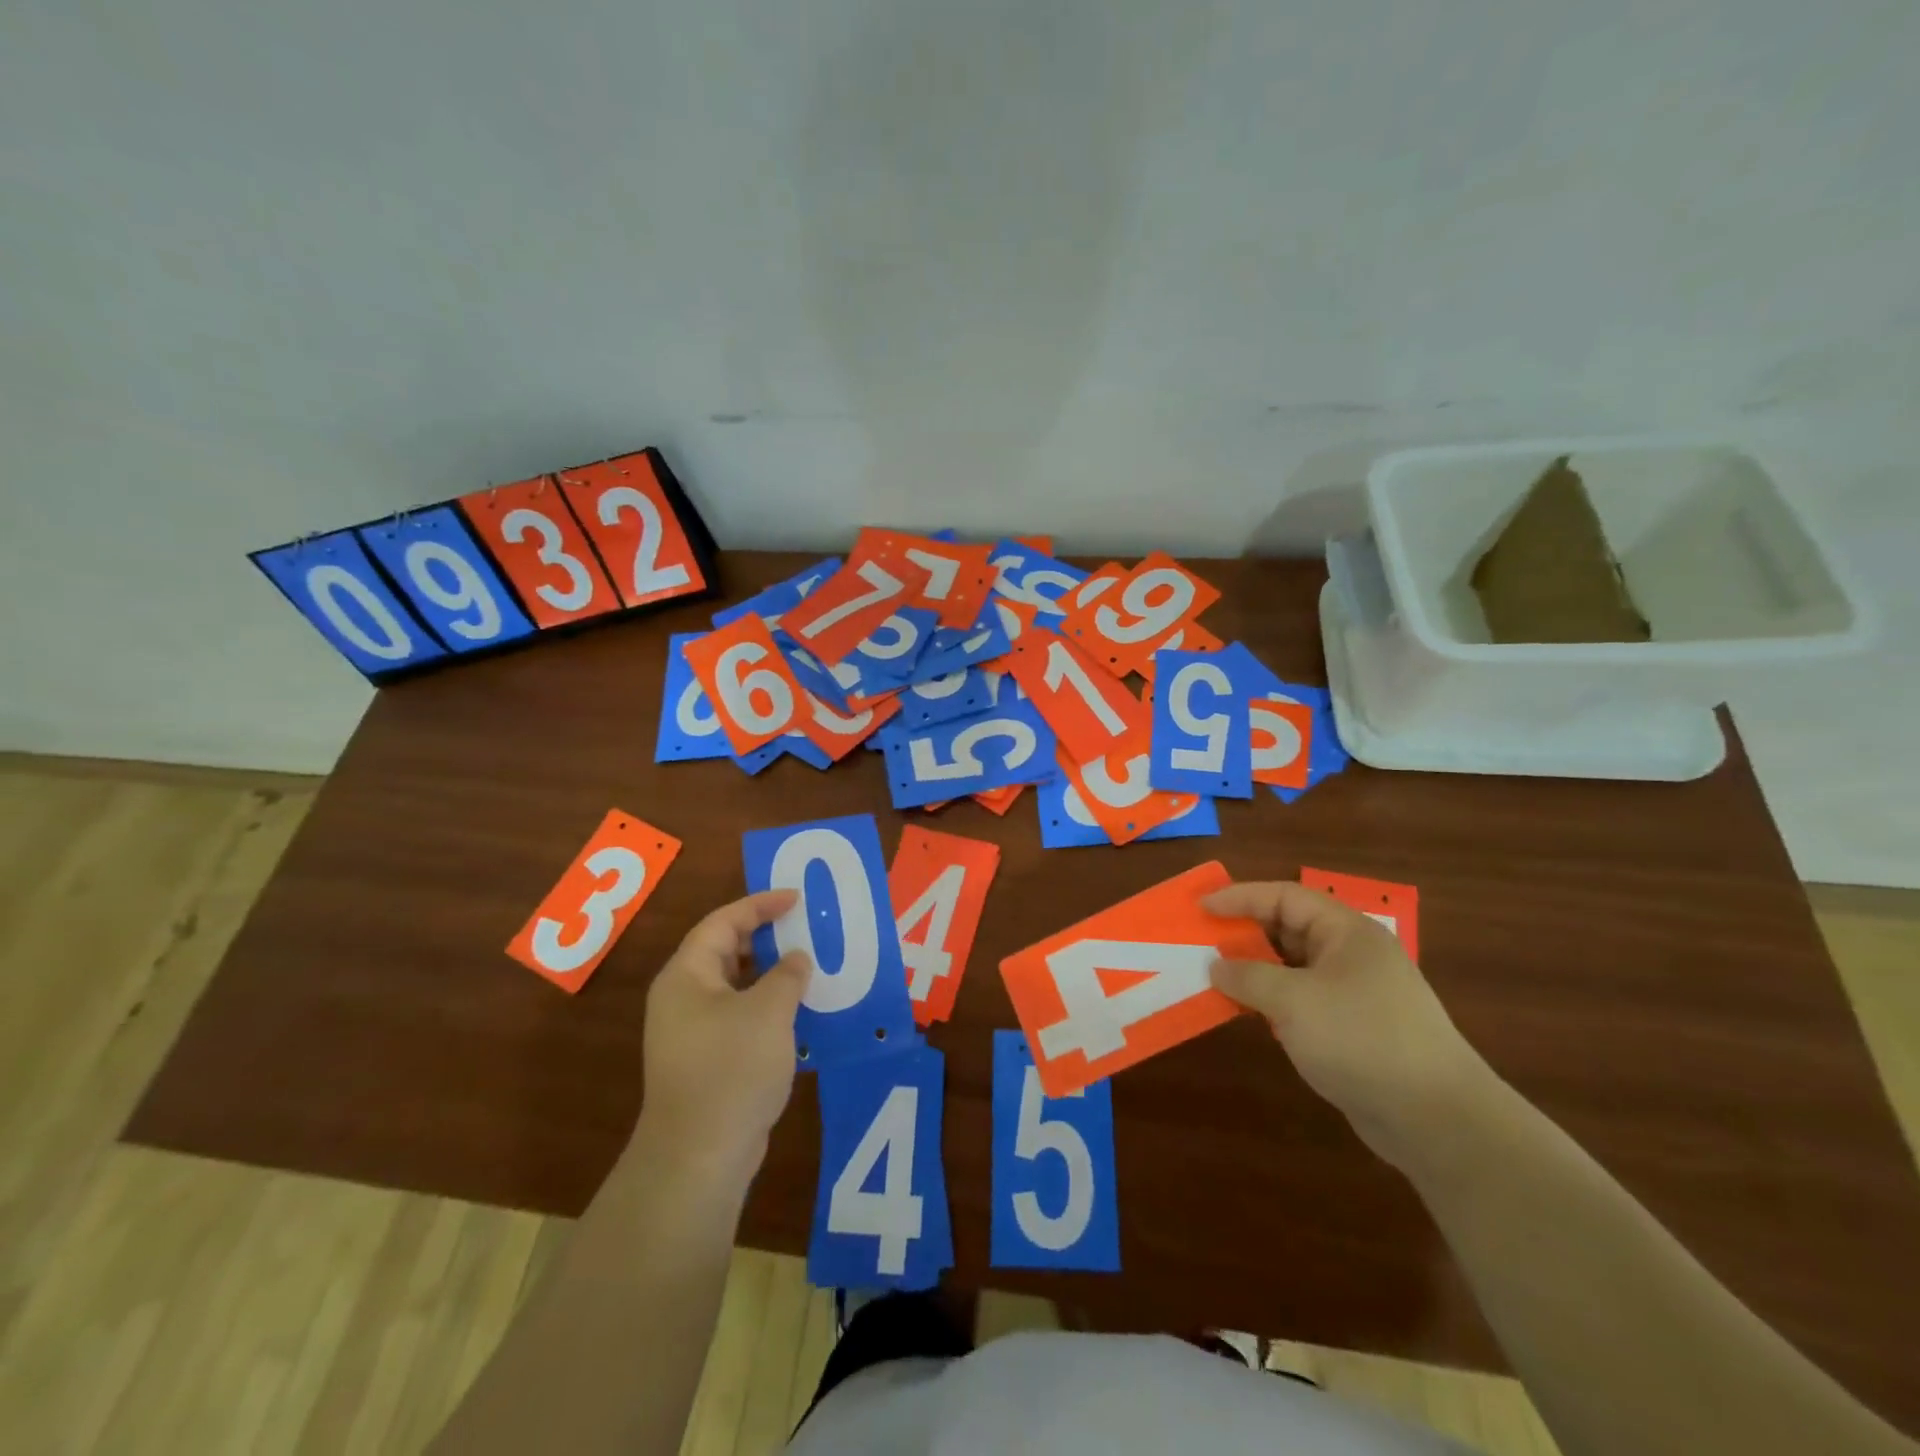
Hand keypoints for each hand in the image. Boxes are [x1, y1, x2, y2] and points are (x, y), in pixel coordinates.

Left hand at [633, 889, 811, 1182]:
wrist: (699, 1156)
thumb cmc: (731, 1068)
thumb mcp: (768, 1012)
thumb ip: (787, 975)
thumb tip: (795, 959)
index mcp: (687, 976)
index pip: (723, 922)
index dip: (760, 905)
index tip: (796, 898)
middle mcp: (683, 998)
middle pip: (725, 951)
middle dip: (765, 936)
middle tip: (803, 926)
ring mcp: (692, 1032)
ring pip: (735, 986)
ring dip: (770, 974)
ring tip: (808, 964)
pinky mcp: (707, 1061)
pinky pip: (740, 1017)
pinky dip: (768, 1006)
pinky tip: (799, 1013)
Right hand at [1203, 880, 1495, 1171]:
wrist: (1436, 1119)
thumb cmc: (1362, 1039)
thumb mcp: (1294, 1001)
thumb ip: (1248, 976)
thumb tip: (1216, 965)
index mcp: (1346, 932)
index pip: (1285, 897)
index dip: (1240, 897)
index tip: (1201, 908)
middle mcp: (1351, 955)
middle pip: (1288, 929)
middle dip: (1244, 933)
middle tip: (1201, 941)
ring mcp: (1354, 994)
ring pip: (1292, 967)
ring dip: (1254, 970)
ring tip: (1213, 976)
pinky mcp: (1351, 1029)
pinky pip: (1300, 1001)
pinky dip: (1270, 1001)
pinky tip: (1245, 1013)